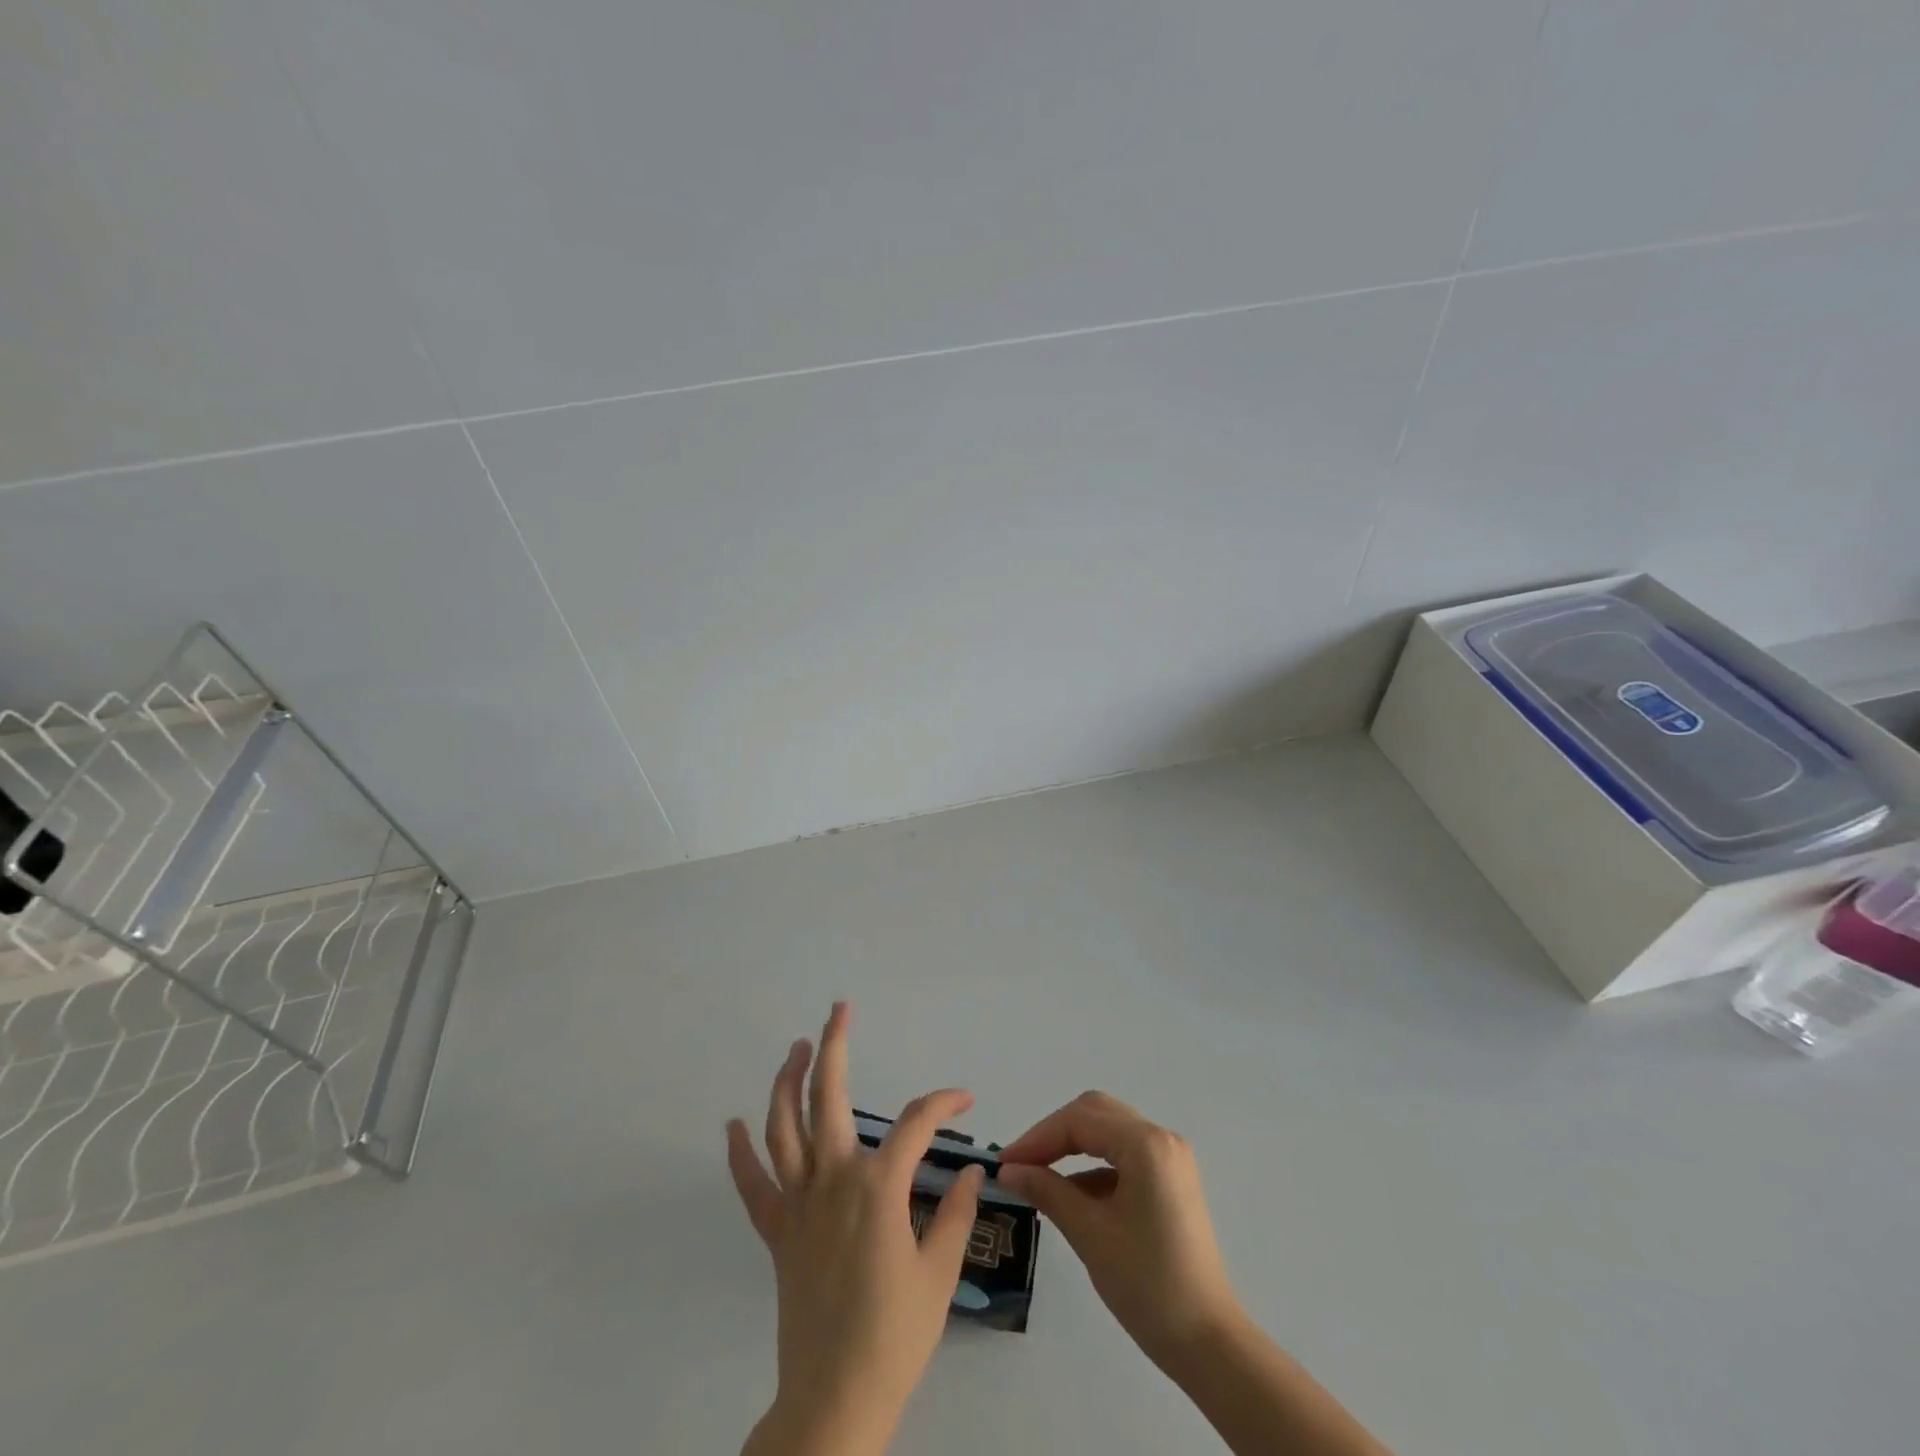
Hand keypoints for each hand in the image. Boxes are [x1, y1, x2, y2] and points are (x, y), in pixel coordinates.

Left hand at [727, 1003, 984, 1455]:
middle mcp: (833, 1179)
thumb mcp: (940, 1273)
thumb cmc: (895, 1335)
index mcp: (878, 1186)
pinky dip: (739, 1153)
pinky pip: (752, 1185)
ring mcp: (798, 1203)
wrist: (834, 1399)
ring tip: (796, 1048)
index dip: (942, 1102)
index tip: (964, 1097)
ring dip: (786, 1081)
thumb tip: (970, 1168)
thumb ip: (956, 1213)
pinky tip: (732, 1125)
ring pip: (782, 1127)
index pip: (915, 1123)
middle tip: (840, 1010)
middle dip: (835, 1046)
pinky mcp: (777, 1232)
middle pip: (828, 1097)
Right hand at [996, 1091, 1238, 1371]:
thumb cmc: (1147, 1285)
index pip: (1079, 1121)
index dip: (1037, 1138)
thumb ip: (1047, 1191)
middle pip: (1095, 1113)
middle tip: (1020, 1163)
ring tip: (1037, 1175)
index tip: (1005, 1163)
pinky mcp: (1170, 1179)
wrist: (1208, 1342)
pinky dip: (1093, 1166)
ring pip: (1108, 1130)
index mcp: (1146, 1144)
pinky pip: (1123, 1154)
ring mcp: (1169, 1157)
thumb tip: (1009, 1170)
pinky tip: (1070, 1194)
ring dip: (1072, 1147)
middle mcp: (1161, 1138)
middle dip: (1054, 1134)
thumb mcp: (1089, 1234)